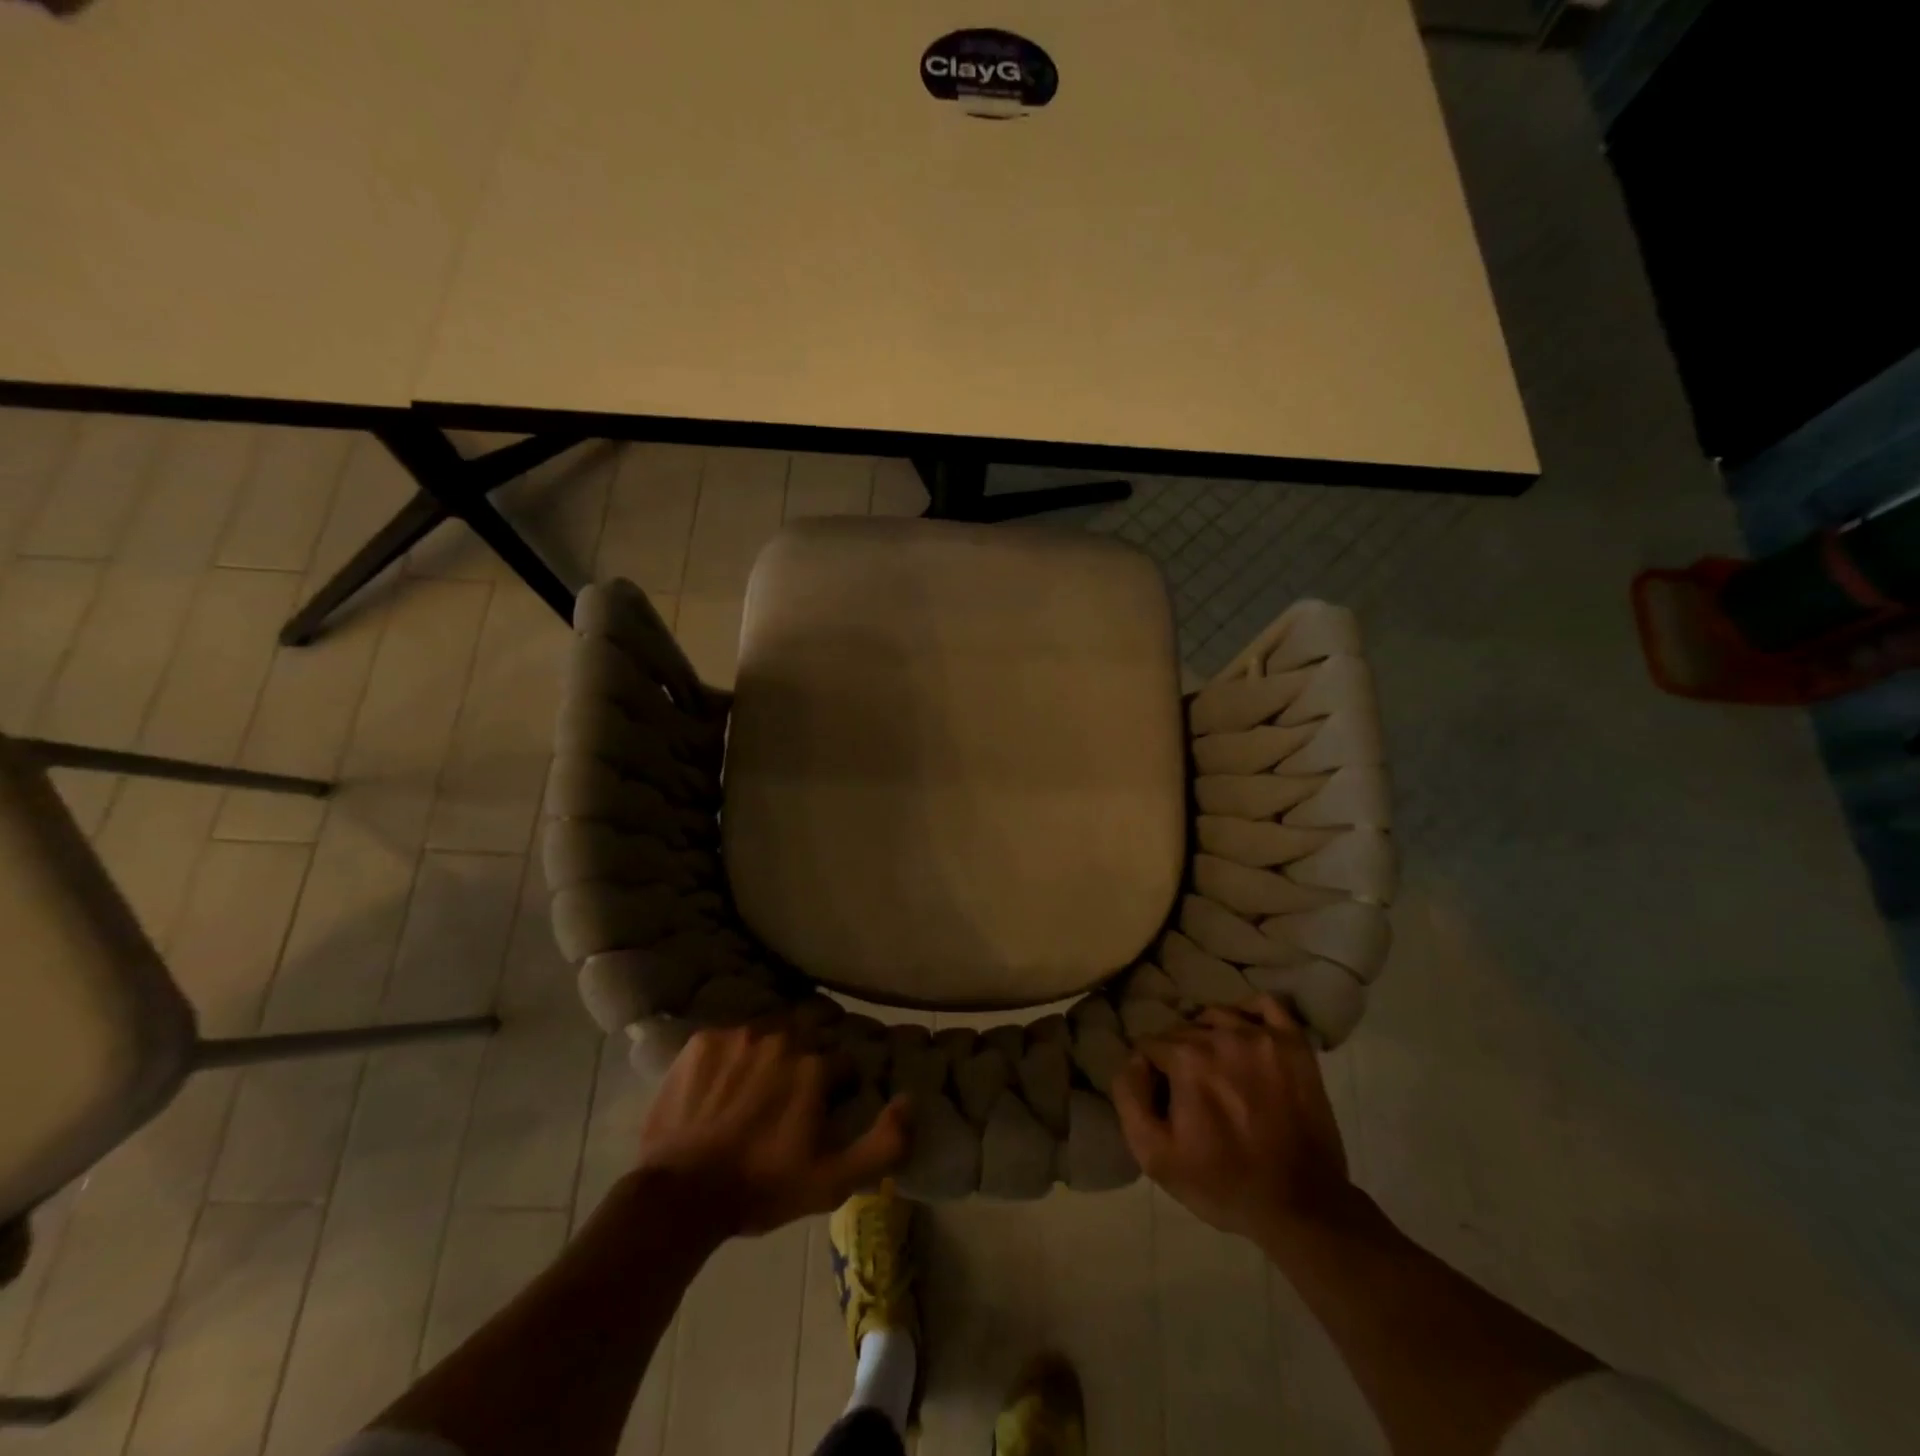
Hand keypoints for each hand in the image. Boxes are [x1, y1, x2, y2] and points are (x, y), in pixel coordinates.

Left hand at [634, 1022, 909, 1239]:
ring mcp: (739, 1035)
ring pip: (772, 1028)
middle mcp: (782, 1037)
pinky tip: (727, 1081)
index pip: (845, 1060)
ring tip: (763, 1080)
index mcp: (815, 1065)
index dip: (842, 1084)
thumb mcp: (834, 1181)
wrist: (679, 1194)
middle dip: (815, 1050)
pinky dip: (736, 1053)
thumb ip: (885, 1143)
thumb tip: (910, 1100)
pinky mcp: (703, 1040)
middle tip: (801, 1084)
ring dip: (776, 1048)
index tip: (830, 1107)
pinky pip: (732, 1036)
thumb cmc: (761, 1188)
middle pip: (812, 1029)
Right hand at [1113, 997, 1355, 1242]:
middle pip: (1183, 1030)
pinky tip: (1245, 1035)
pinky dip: (1249, 1012)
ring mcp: (1263, 1037)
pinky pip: (1266, 1005)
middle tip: (1191, 1091)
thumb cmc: (1223, 1184)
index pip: (1151, 1044)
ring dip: (1209, 1035)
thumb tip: (1133, 1058)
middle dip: (1179, 1054)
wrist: (1302, 1207)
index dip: (1152, 1072)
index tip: (1163, 1099)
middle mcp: (1223, 1036)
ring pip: (1218, 1016)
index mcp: (1187, 1059)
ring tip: (1218, 1068)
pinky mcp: (1294, 1045)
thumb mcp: (1155, 1156)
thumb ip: (1129, 1097)